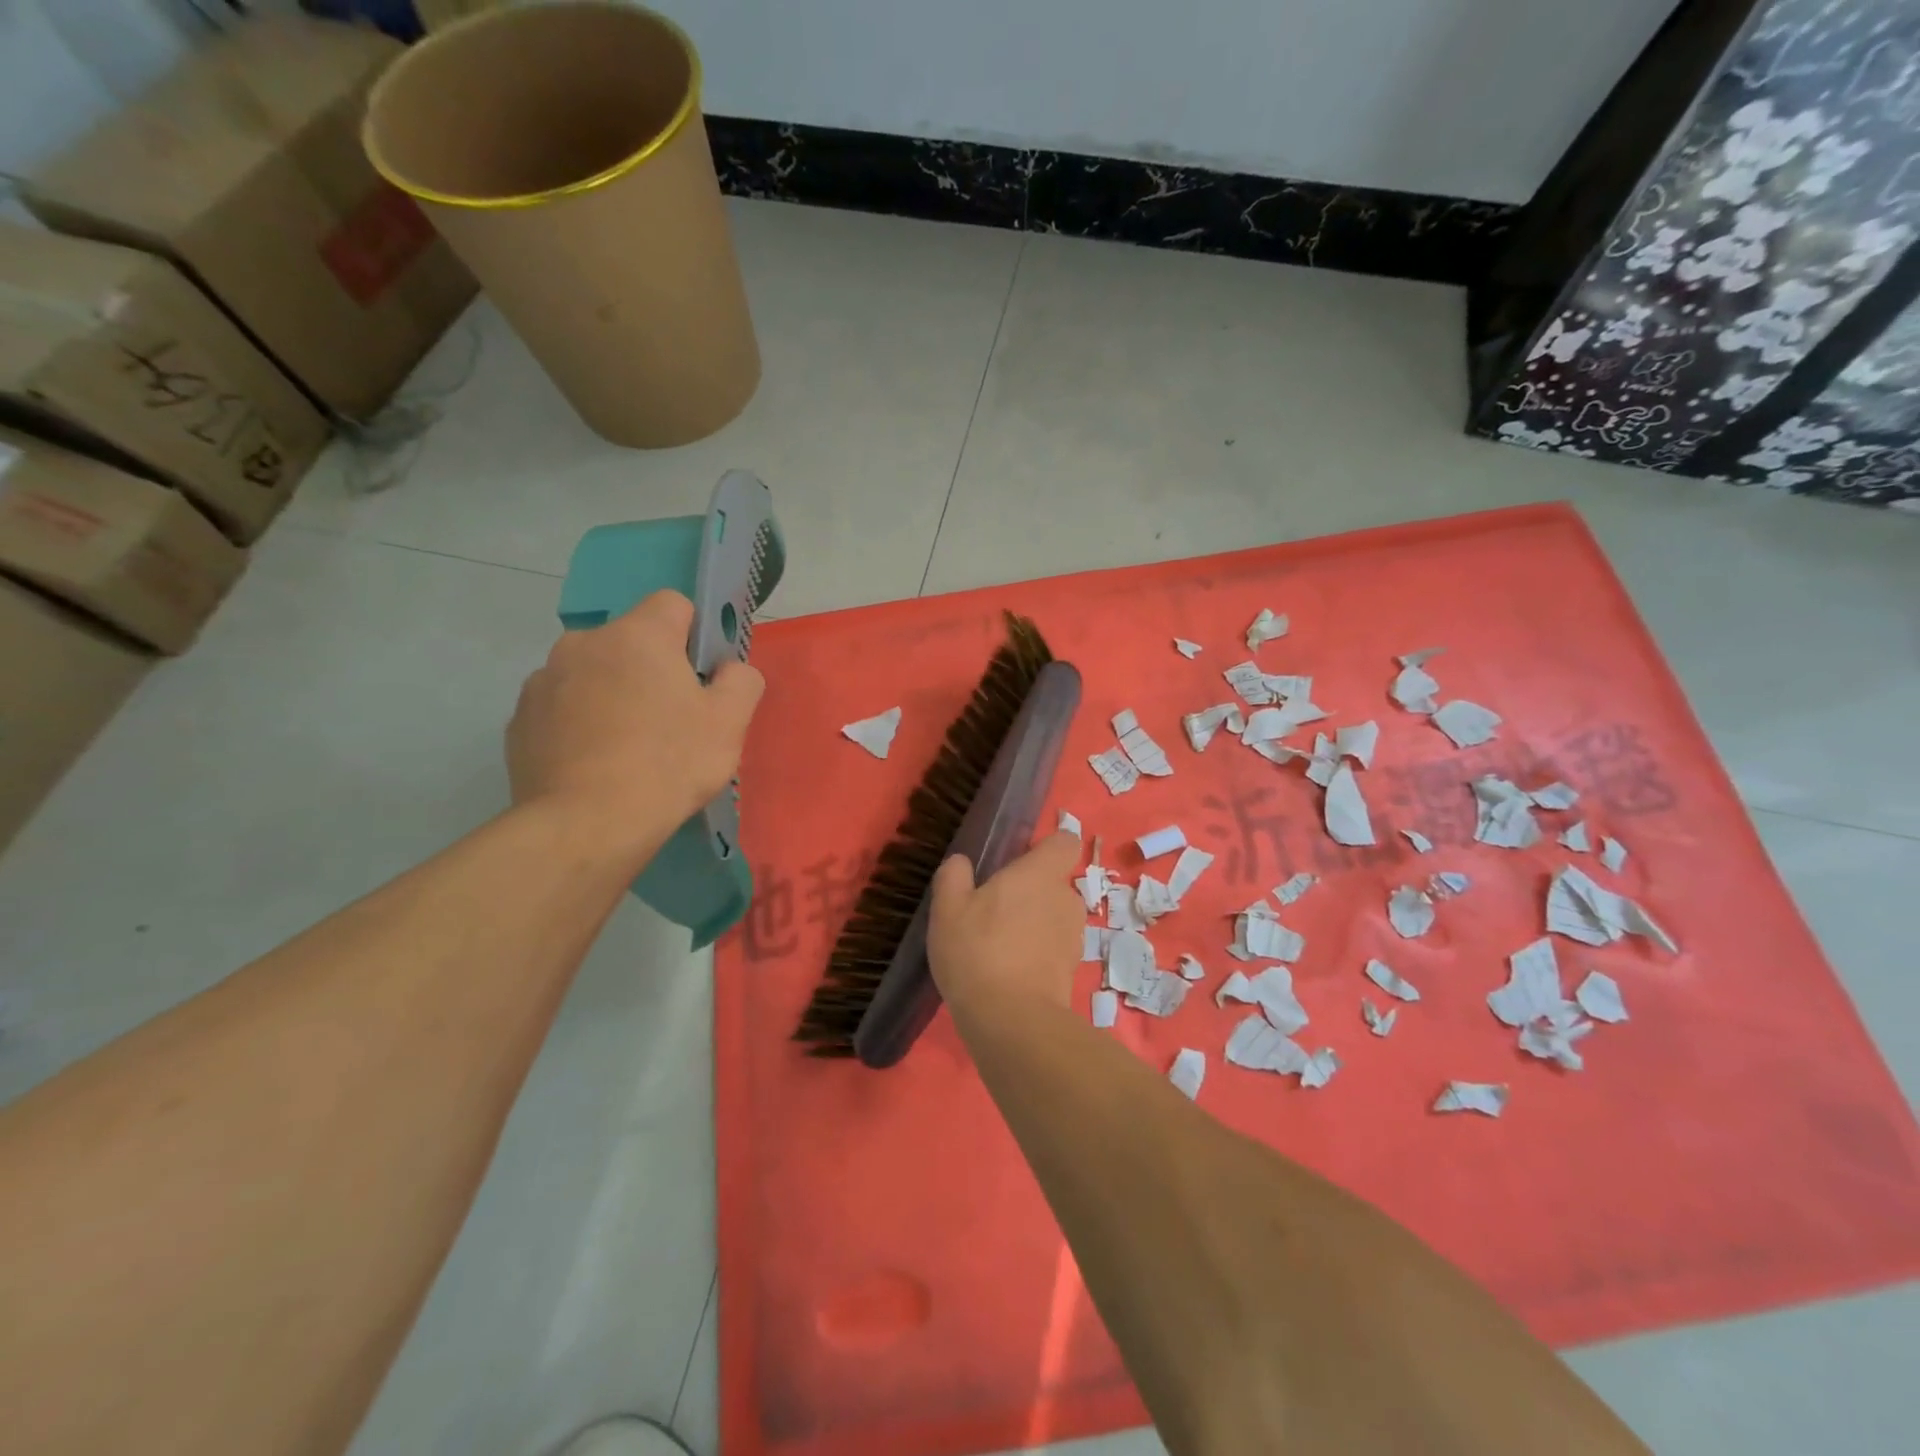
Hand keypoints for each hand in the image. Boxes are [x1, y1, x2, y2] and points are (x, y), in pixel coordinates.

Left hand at [507, 591, 764, 859]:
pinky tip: (595, 764)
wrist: (586, 824)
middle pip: (630, 642)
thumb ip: (741, 681)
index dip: (693, 636)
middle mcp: (584, 643)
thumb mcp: (729, 723)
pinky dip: (580, 724)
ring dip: (612, 695)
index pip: (673, 604)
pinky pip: (562, 707)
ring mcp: (544, 680)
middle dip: (650, 670)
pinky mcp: (520, 719)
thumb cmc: (668, 765)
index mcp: (638, 635)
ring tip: (627, 749)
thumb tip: (729, 669)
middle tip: (670, 721)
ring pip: (593, 674)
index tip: (700, 678)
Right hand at [927, 831, 1083, 1014]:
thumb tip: (961, 863)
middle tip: (993, 909)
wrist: (1012, 1021)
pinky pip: (1054, 948)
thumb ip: (953, 876)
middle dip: (1030, 890)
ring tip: (998, 945)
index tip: (1018, 860)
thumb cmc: (978, 951)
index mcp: (1041, 873)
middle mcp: (1066, 898)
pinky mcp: (1072, 970)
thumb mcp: (948, 908)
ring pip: (1054, 916)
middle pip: (1054, 882)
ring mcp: (1074, 936)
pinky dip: (1037, 953)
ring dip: (1034, 924)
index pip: (1064, 842)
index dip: (1045, 847)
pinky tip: (1008, 972)